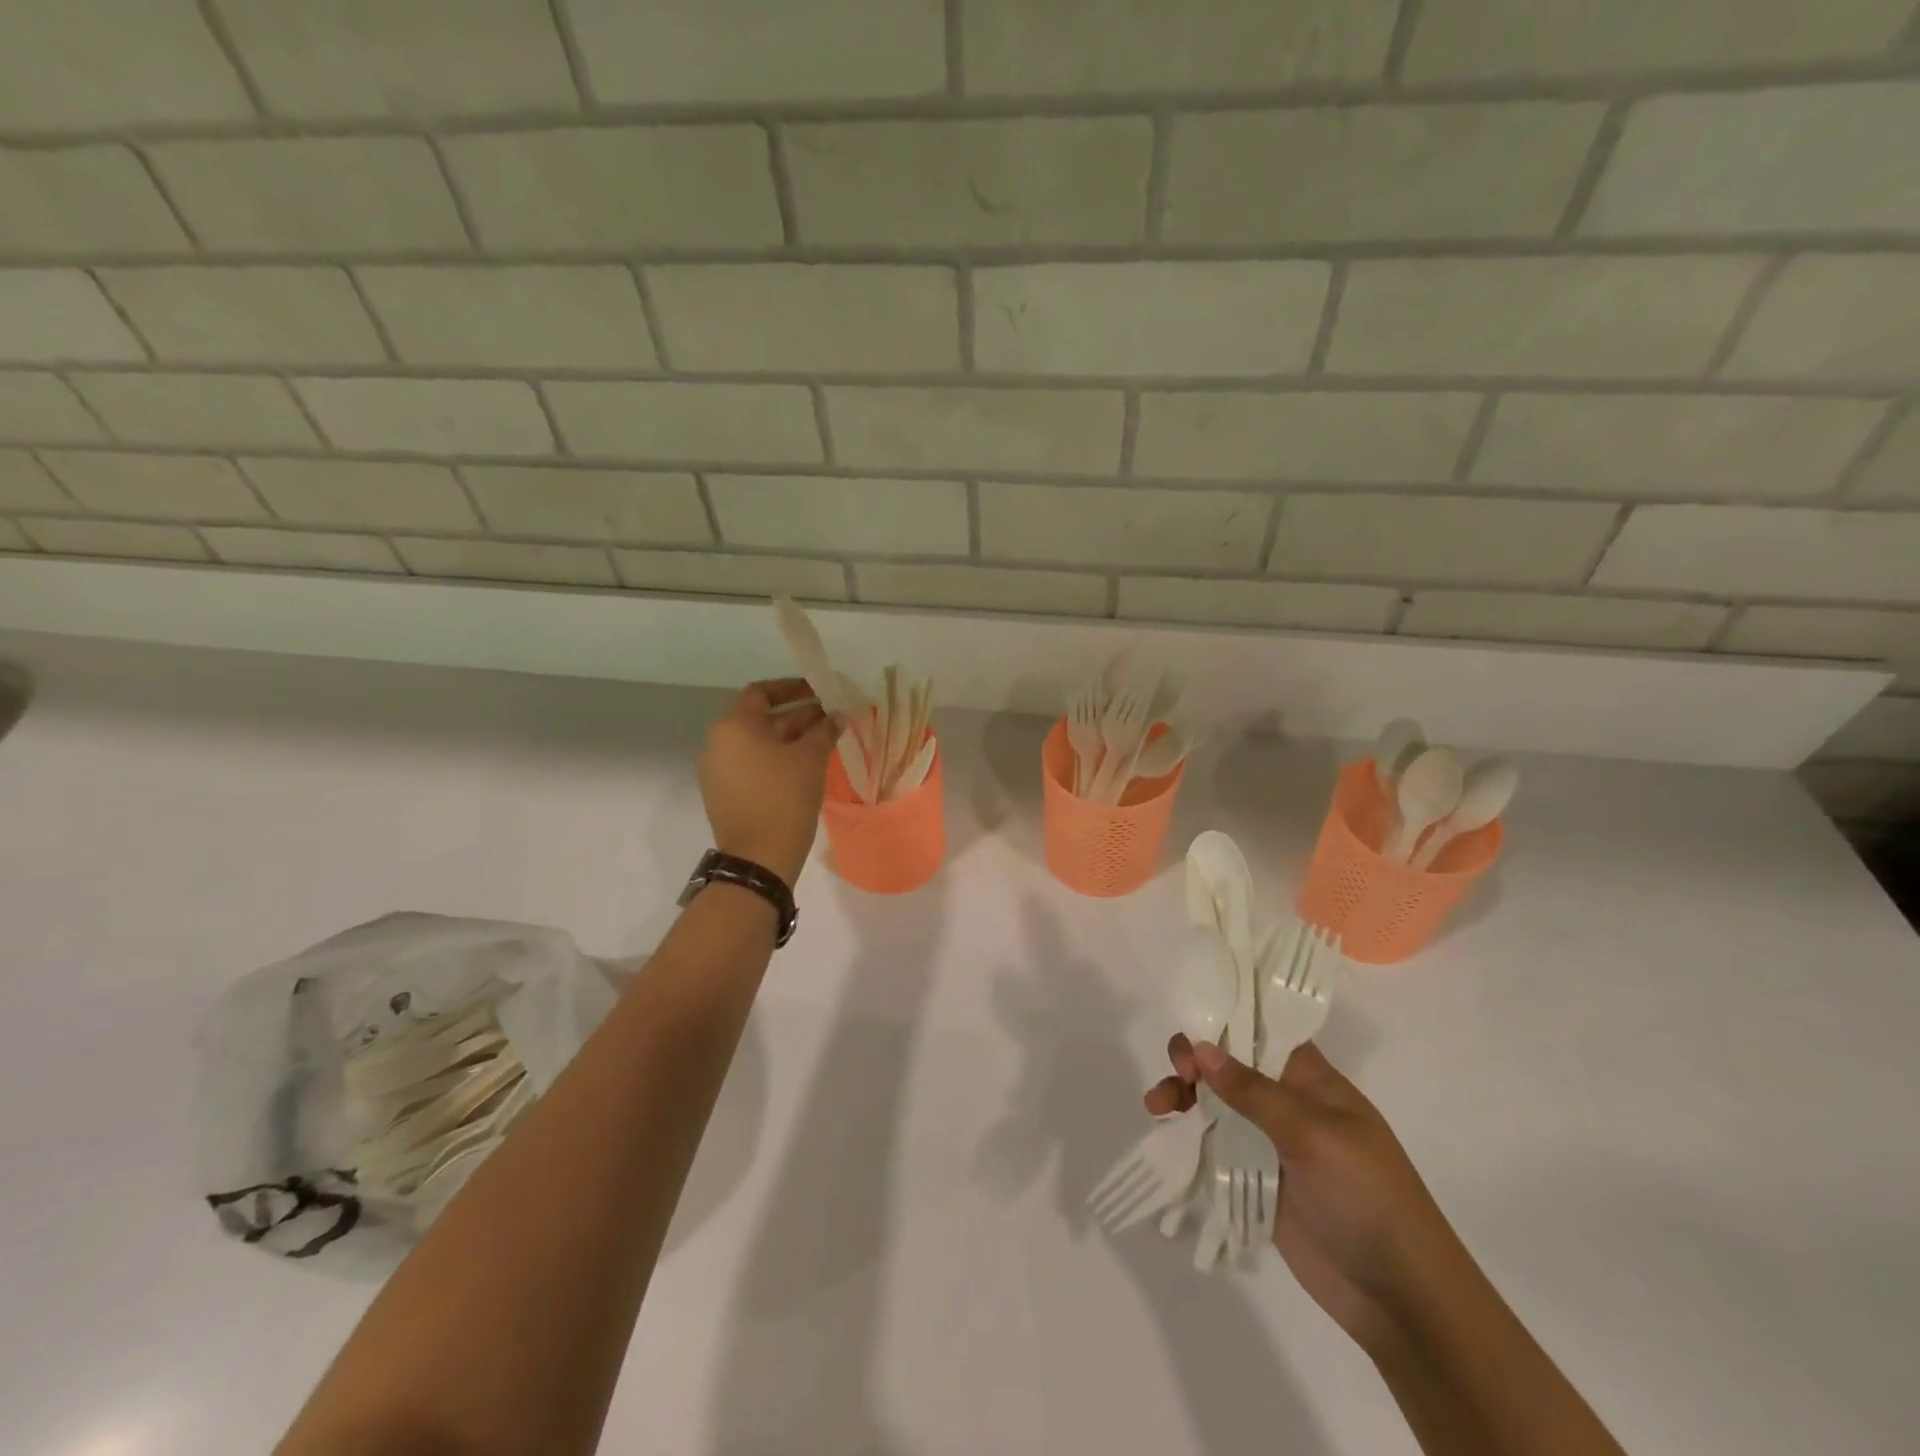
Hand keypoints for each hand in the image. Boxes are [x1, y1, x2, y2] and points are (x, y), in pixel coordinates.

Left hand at [698, 679, 840, 886]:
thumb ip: (824, 730)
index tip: (818, 693)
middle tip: (829, 720)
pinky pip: (749, 764)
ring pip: (755, 743)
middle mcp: (717, 741)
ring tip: (820, 744)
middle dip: (796, 716)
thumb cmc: (785, 797)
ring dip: (786, 739)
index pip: (761, 692)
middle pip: (759, 718)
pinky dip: (773, 759)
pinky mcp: (721, 792)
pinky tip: (801, 768)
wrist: (758, 857)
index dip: (791, 688)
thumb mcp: (810, 758)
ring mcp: (716, 769)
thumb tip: (837, 715)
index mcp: (734, 725)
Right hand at [1145, 1036, 1457, 1352]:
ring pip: (1215, 1104)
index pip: (1263, 1031)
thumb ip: (1254, 1092)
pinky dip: (1187, 1136)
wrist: (1399, 1298)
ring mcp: (1270, 1144)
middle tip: (1178, 1073)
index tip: (1191, 1027)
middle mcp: (1288, 1104)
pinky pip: (1213, 1147)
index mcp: (1312, 1081)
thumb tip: (1202, 1048)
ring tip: (1156, 1105)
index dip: (1225, 1021)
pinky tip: (1165, 1134)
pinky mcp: (1255, 1180)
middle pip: (1230, 1065)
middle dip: (1196, 1060)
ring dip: (1183, 1096)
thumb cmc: (1368, 1198)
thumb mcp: (1314, 1135)